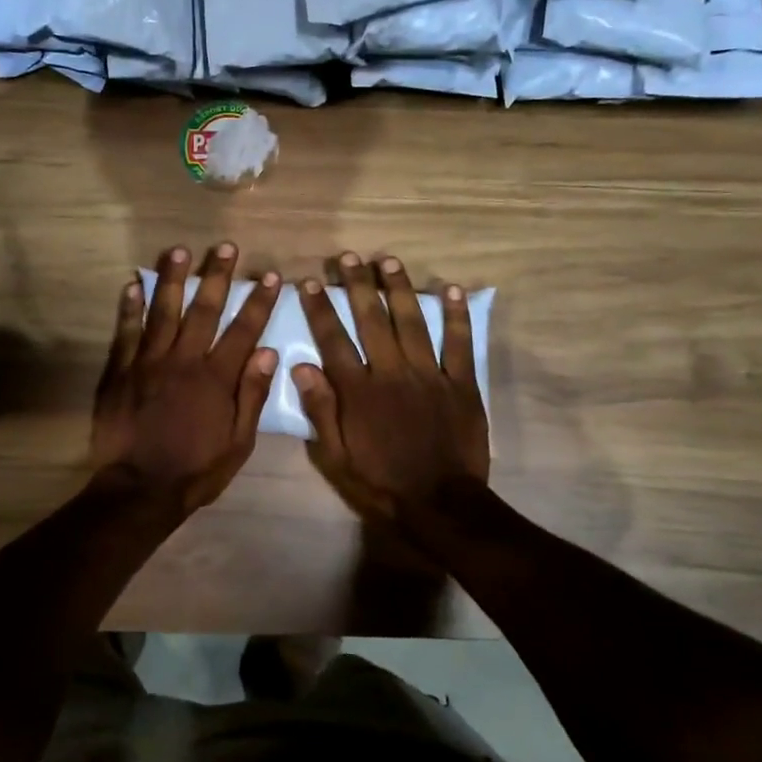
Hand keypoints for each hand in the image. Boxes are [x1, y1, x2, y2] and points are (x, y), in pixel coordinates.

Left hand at [91, 243, 281, 510]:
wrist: (139, 489)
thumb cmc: (195, 470)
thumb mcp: (238, 443)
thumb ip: (251, 395)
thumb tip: (268, 352)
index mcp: (216, 378)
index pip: (243, 330)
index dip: (258, 302)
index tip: (269, 276)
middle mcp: (184, 360)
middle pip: (203, 309)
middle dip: (217, 276)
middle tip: (225, 247)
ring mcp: (148, 362)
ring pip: (163, 311)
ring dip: (172, 278)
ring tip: (178, 250)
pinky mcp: (120, 371)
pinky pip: (126, 332)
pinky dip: (129, 307)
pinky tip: (132, 284)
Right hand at [292, 253, 488, 526]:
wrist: (441, 504)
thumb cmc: (382, 482)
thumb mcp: (336, 457)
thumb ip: (321, 410)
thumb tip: (300, 367)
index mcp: (359, 391)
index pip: (334, 340)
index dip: (321, 309)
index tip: (311, 282)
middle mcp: (391, 373)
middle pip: (372, 320)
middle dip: (359, 286)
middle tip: (349, 257)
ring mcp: (429, 376)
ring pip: (412, 322)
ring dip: (399, 289)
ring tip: (389, 261)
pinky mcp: (461, 384)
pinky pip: (458, 344)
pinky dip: (455, 317)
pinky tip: (450, 290)